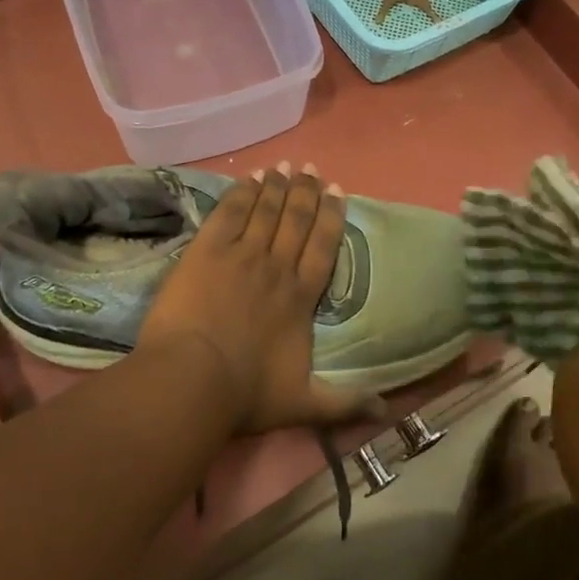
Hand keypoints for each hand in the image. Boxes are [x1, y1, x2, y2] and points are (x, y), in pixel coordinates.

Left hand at [136, 163, 373, 433]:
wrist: (192, 380)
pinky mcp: (206, 251)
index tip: (338, 191)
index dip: (331, 217)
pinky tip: (249, 178)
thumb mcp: (303, 405)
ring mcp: (240, 255)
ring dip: (276, 187)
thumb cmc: (246, 394)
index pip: (322, 247)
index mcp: (300, 298)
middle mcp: (276, 268)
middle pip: (296, 221)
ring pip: (264, 211)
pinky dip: (241, 193)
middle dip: (306, 193)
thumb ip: (344, 404)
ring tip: (285, 166)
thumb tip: (387, 412)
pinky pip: (228, 213)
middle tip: (312, 169)